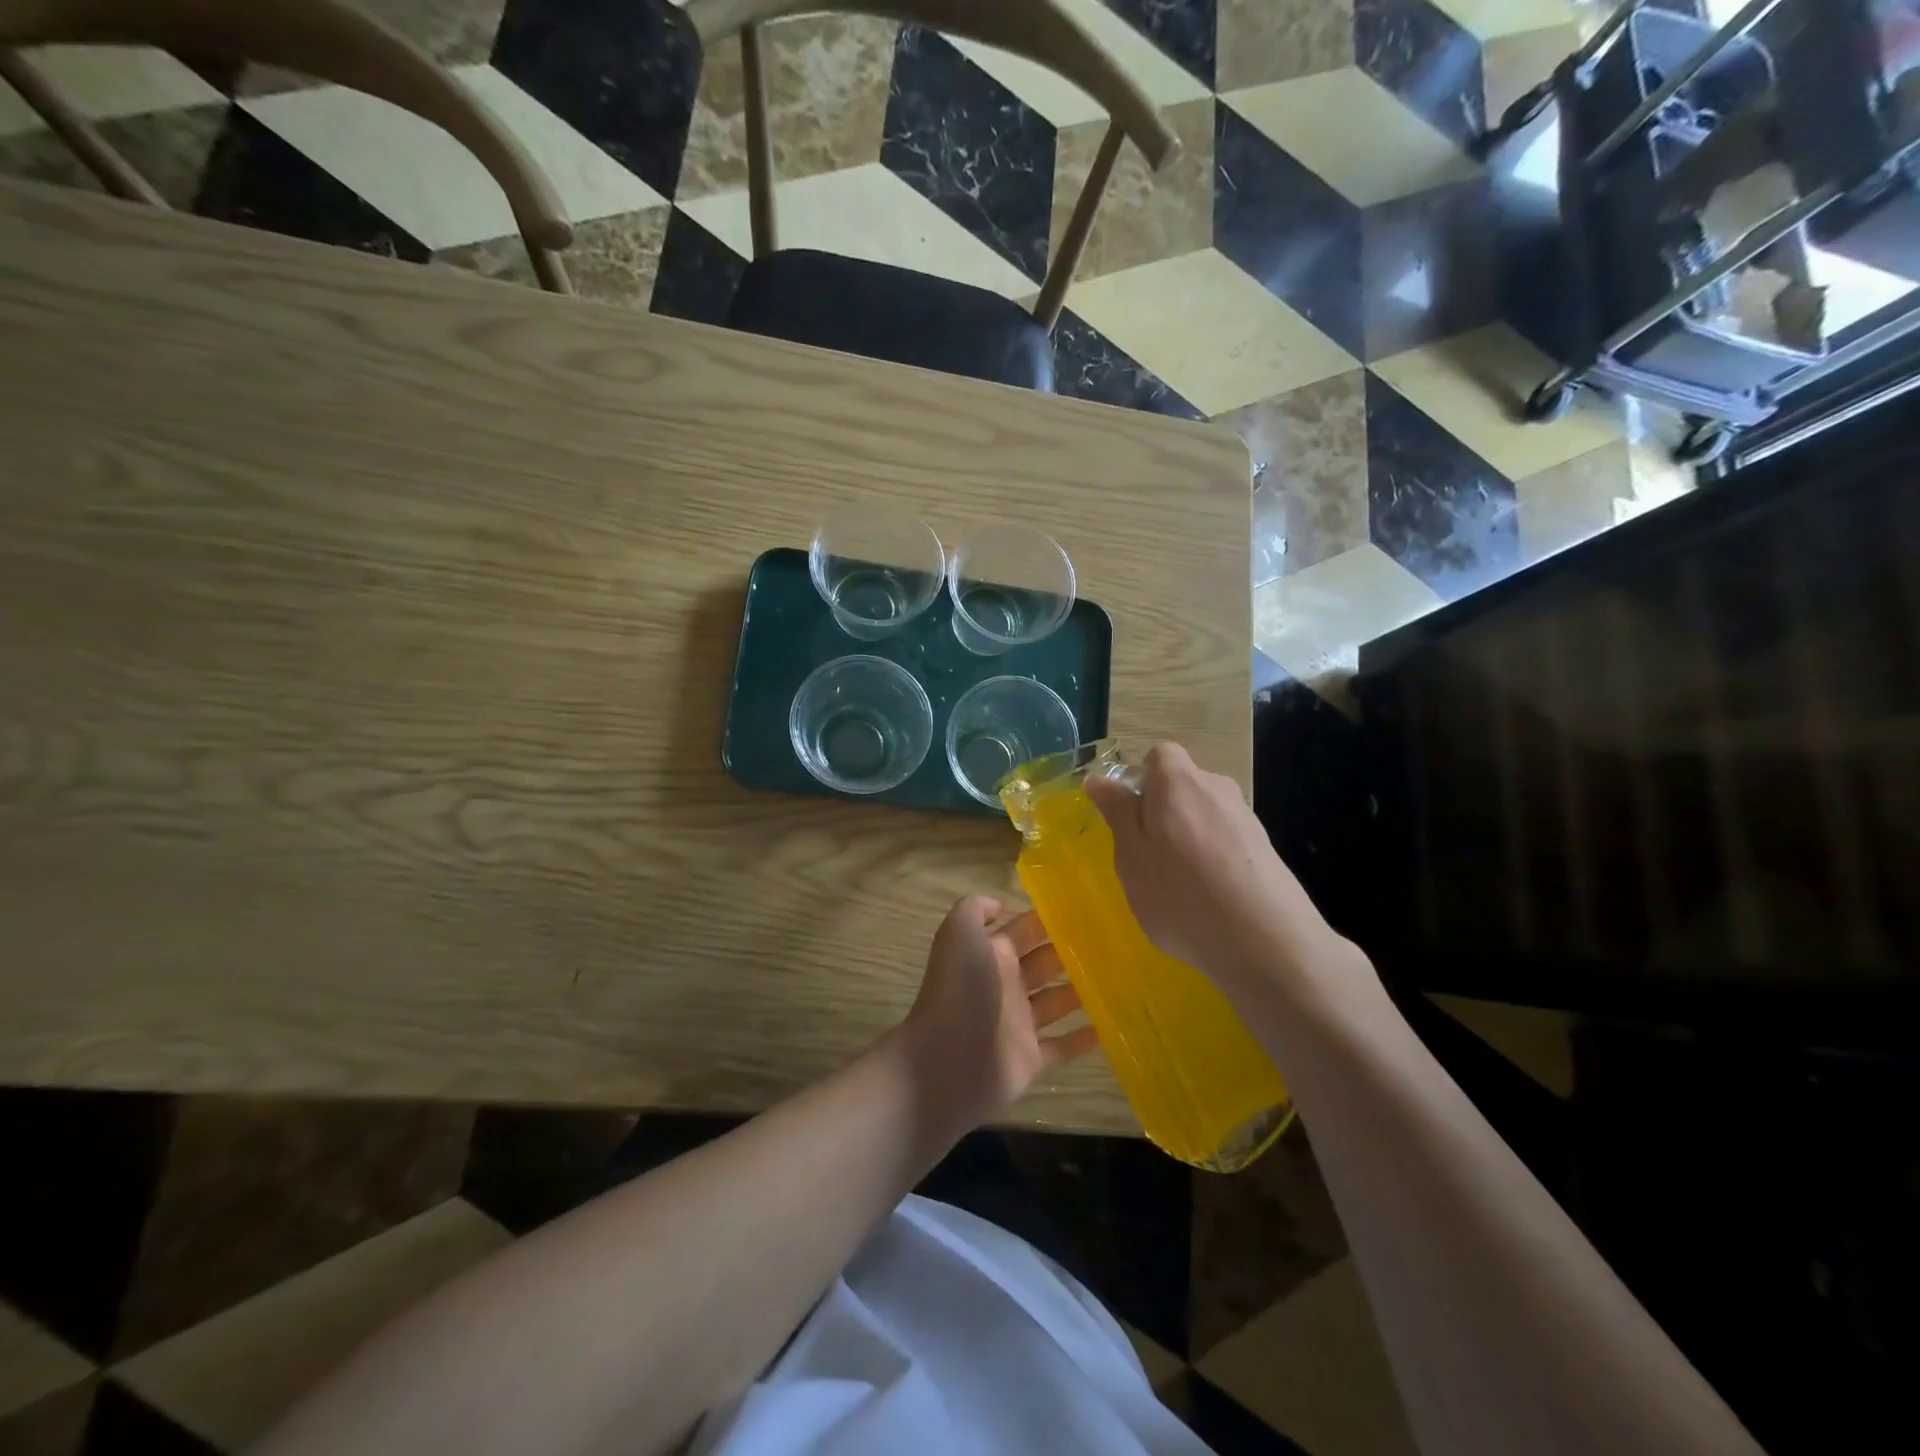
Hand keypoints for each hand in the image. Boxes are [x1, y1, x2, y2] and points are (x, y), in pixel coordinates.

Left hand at [899, 896, 1099, 1127]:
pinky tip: (1111, 1027)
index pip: (1024, 931)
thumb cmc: (960, 991)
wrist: (947, 1062)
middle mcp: (1005, 985)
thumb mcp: (959, 935)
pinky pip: (1061, 1048)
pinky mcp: (1029, 1060)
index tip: (1087, 910)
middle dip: (1071, 953)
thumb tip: (1000, 904)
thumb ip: (974, 910)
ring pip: (1056, 1002)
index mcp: (991, 955)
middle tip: (1113, 944)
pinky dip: (1083, 1039)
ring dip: (1082, 992)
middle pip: (1044, 964)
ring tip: (1121, 979)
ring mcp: (1018, 1025)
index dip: (1049, 920)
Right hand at [1085, 742, 1348, 990]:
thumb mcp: (1131, 855)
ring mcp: (1246, 817)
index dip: (1140, 779)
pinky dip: (1213, 859)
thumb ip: (1117, 813)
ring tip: (1180, 886)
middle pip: (1182, 786)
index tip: (1128, 817)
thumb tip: (1100, 780)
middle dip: (1162, 812)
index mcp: (1177, 781)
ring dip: (1188, 838)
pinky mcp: (1266, 848)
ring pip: (1204, 815)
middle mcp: (1216, 787)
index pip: (1158, 755)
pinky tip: (1210, 898)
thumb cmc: (1180, 893)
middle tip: (1147, 858)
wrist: (1265, 941)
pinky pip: (1226, 841)